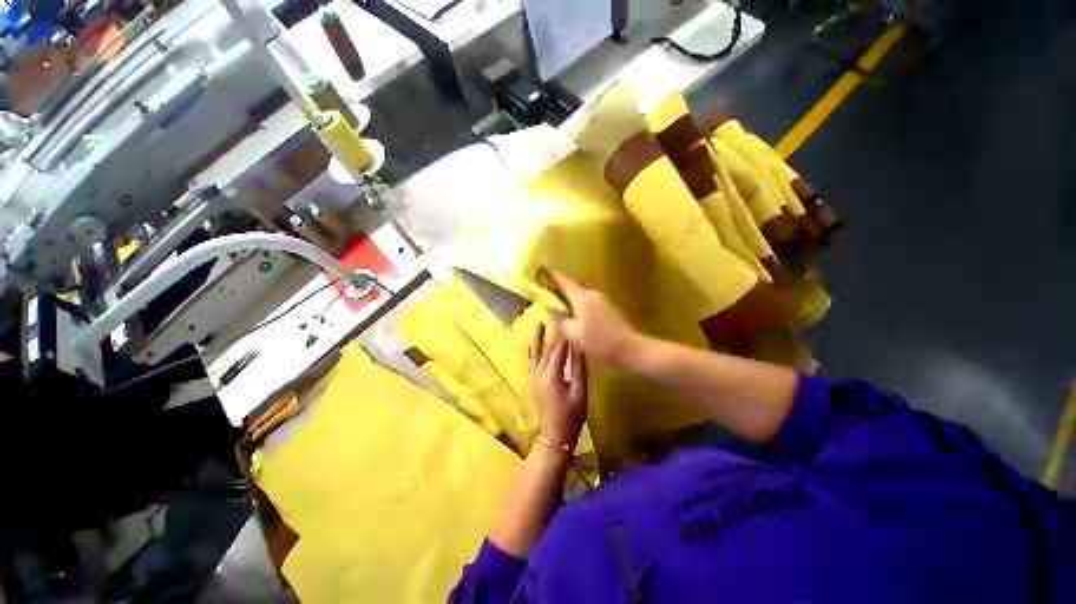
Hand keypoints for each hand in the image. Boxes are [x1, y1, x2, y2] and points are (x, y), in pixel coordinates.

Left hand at [529, 322, 586, 448]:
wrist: (555, 435)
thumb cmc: (572, 415)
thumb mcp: (580, 392)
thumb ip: (579, 368)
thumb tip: (581, 346)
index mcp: (553, 375)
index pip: (560, 349)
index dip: (566, 335)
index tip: (570, 320)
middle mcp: (540, 373)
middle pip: (549, 349)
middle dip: (554, 333)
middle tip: (558, 317)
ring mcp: (535, 377)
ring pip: (537, 353)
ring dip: (539, 338)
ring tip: (540, 323)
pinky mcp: (533, 381)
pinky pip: (531, 362)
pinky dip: (532, 350)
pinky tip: (533, 343)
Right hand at [545, 270, 641, 365]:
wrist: (629, 348)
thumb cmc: (598, 341)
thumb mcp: (574, 334)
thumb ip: (560, 321)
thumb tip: (551, 311)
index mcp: (582, 298)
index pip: (564, 282)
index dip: (553, 276)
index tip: (542, 271)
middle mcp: (592, 294)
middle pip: (573, 286)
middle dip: (560, 287)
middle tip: (547, 291)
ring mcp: (601, 300)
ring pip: (580, 294)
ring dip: (569, 297)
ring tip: (558, 304)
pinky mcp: (607, 308)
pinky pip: (588, 301)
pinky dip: (578, 304)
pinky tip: (574, 314)